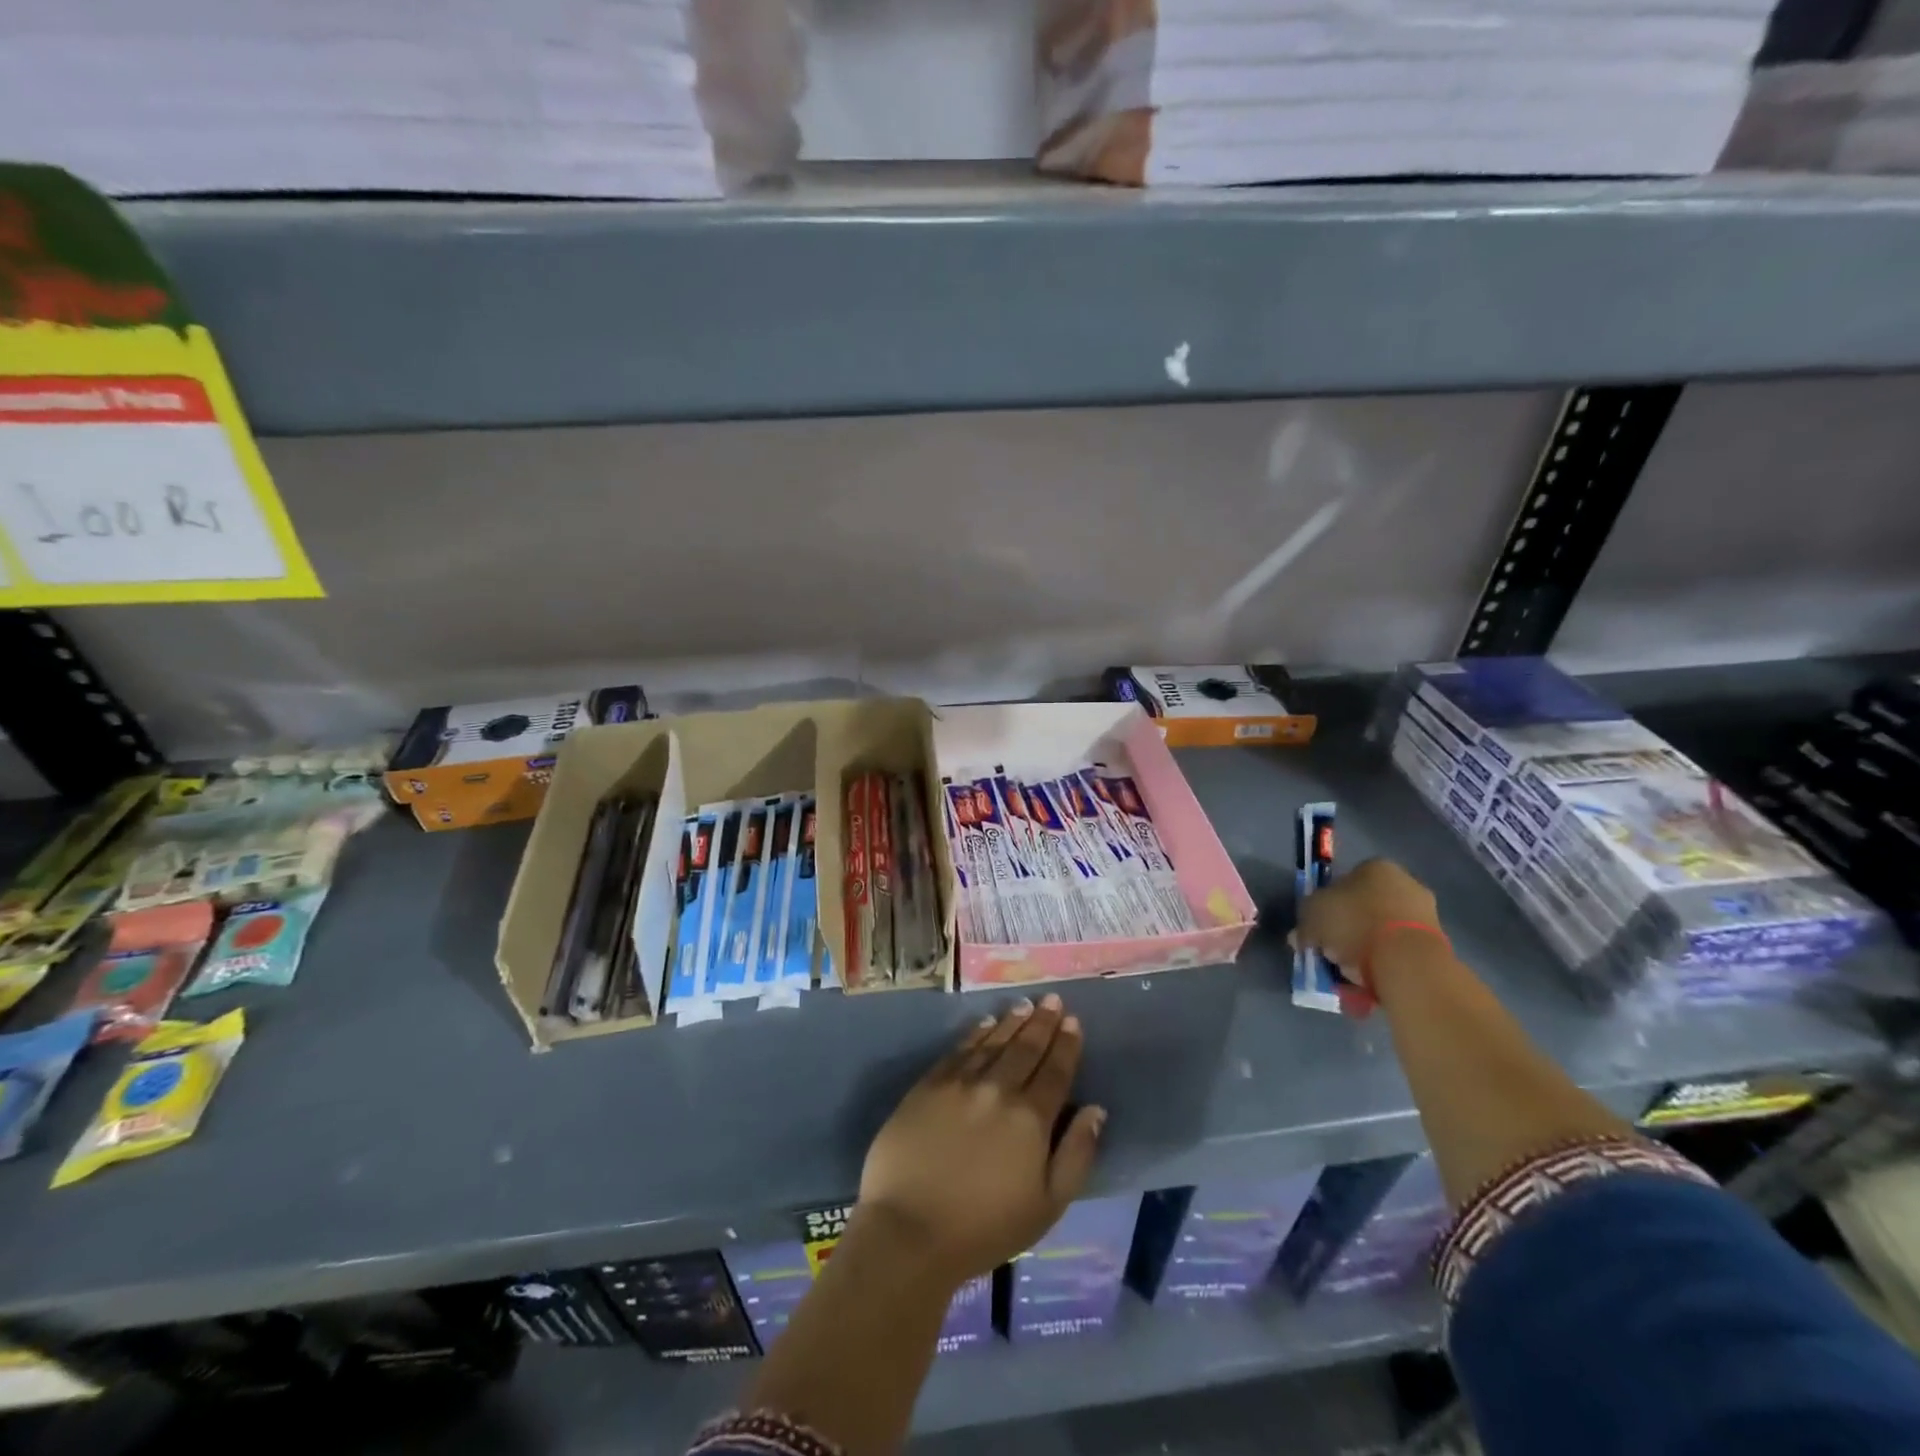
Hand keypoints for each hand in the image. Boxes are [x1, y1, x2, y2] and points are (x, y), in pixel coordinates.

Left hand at [856, 995, 1104, 1285]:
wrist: (910, 1230)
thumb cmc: (985, 1228)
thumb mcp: (1047, 1206)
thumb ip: (1076, 1154)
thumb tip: (1096, 1110)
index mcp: (1030, 1118)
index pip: (1055, 1071)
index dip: (1066, 1045)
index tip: (1072, 1021)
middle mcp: (998, 1089)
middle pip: (1025, 1048)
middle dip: (1042, 1022)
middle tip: (1052, 1000)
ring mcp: (960, 1083)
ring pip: (993, 1042)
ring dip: (1011, 1022)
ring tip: (1024, 1005)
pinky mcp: (928, 1085)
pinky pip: (959, 1050)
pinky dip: (975, 1033)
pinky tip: (985, 1023)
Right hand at [1292, 857, 1440, 981]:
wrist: (1407, 962)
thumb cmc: (1355, 924)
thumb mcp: (1311, 915)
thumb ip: (1305, 922)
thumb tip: (1301, 935)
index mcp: (1376, 867)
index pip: (1346, 880)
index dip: (1328, 903)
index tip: (1319, 926)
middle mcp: (1406, 883)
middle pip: (1366, 906)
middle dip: (1349, 928)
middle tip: (1331, 949)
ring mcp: (1426, 914)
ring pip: (1383, 930)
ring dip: (1367, 947)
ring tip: (1348, 972)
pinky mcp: (1438, 945)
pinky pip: (1399, 952)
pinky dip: (1385, 963)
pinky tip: (1369, 980)